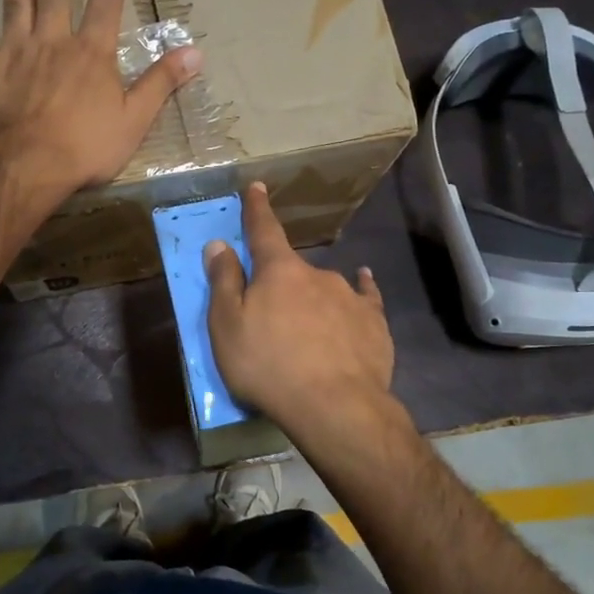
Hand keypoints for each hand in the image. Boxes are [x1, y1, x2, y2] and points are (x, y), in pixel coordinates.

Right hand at [204, 182, 394, 434]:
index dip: (257, 209)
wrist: (335, 406)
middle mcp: (317, 274)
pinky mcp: (375, 322)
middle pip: (292, 269)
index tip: (258, 187)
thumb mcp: (227, 327)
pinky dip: (360, 292)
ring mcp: (350, 296)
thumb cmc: (268, 366)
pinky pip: (365, 298)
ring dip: (313, 300)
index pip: (264, 230)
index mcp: (278, 271)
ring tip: (307, 334)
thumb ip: (223, 283)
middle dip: (280, 282)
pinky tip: (365, 287)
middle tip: (270, 317)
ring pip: (325, 288)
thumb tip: (219, 244)